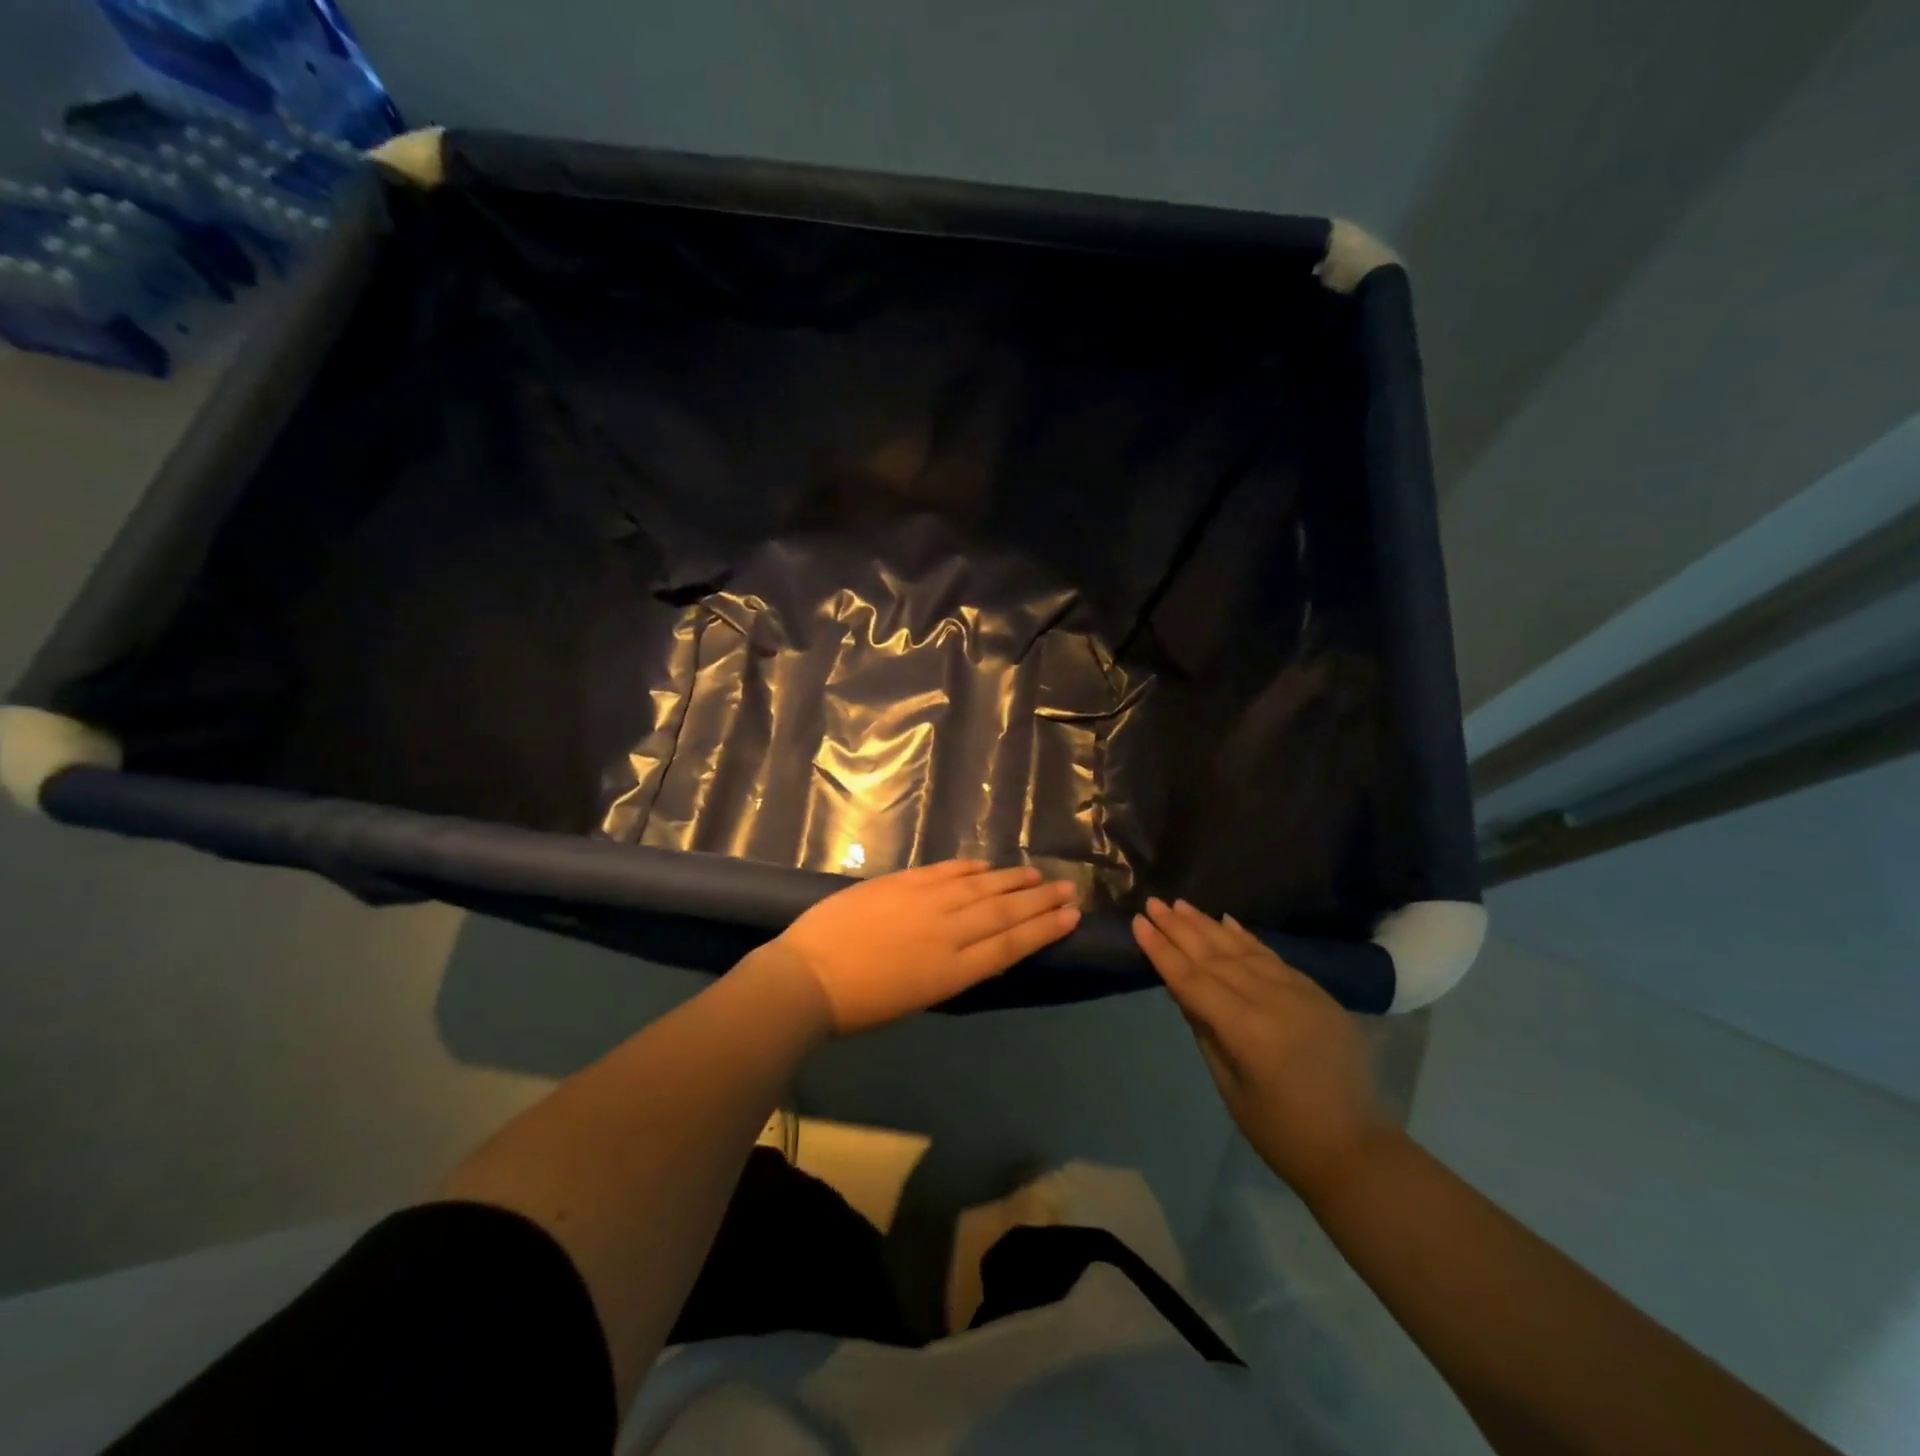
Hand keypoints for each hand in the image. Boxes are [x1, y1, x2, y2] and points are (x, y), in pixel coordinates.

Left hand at [762, 860, 1080, 1033]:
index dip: (1044, 929)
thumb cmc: (859, 1006)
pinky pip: (946, 871)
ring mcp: (925, 902)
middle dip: (1040, 900)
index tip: (1071, 916)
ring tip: (1036, 873)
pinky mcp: (902, 882)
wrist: (807, 978)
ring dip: (1012, 879)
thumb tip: (976, 948)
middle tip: (1068, 888)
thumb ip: (951, 970)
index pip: (1010, 944)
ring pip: (980, 887)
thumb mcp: (917, 1000)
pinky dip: (970, 867)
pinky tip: (987, 865)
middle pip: (1004, 911)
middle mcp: (948, 932)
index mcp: (953, 971)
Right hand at [1133, 897, 1389, 1198]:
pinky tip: (1226, 921)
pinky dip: (1247, 938)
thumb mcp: (1229, 1085)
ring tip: (1180, 904)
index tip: (1138, 923)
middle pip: (1215, 957)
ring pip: (1244, 950)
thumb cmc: (1280, 1131)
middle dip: (1180, 929)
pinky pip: (1274, 957)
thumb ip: (1204, 1029)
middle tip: (1153, 903)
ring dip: (1208, 925)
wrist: (1355, 1150)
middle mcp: (1273, 1001)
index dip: (1162, 951)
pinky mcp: (1318, 993)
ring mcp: (1300, 993)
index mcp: (1247, 1031)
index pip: (1193, 980)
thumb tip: (1180, 986)